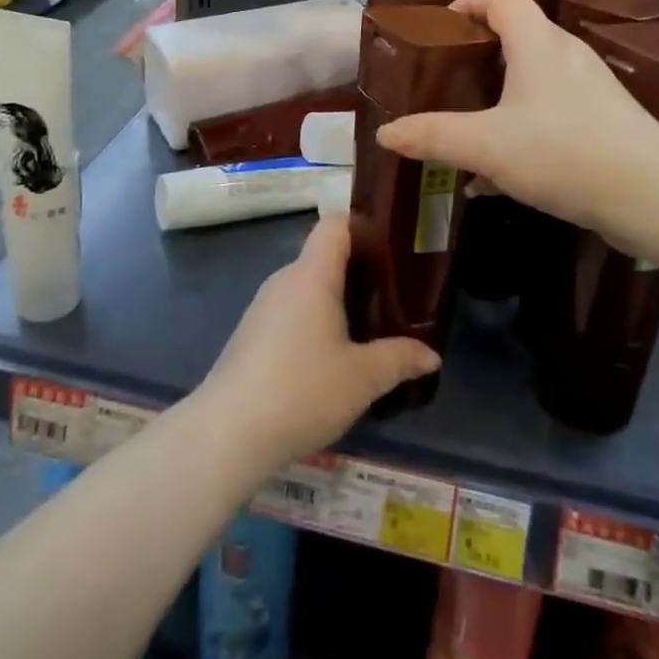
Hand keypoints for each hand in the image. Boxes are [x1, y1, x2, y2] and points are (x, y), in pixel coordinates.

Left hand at [193, 215, 438, 473]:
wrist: (227, 434)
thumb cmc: (302, 391)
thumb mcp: (362, 378)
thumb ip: (399, 359)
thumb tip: (432, 356)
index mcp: (312, 274)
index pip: (336, 224)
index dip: (363, 227)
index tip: (391, 250)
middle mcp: (285, 279)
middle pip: (323, 256)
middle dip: (357, 271)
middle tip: (391, 296)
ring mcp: (263, 306)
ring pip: (306, 287)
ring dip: (334, 301)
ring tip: (366, 329)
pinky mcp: (250, 334)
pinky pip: (290, 311)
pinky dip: (312, 322)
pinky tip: (328, 358)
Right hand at [375, 0, 658, 238]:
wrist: (653, 196)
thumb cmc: (564, 152)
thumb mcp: (487, 146)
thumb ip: (433, 136)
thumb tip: (384, 134)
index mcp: (538, 44)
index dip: (469, 3)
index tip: (441, 27)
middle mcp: (567, 55)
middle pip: (518, 35)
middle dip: (479, 53)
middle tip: (448, 78)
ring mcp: (592, 88)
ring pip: (535, 78)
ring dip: (500, 95)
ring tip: (470, 127)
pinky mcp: (606, 121)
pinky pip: (553, 111)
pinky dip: (523, 127)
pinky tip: (502, 175)